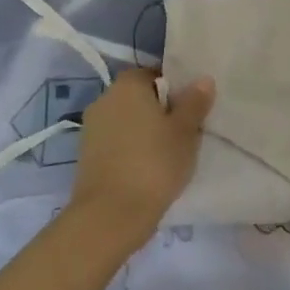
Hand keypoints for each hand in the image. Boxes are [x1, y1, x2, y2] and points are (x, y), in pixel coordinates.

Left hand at [69, 69, 214, 254]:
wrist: (111, 215)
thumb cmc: (154, 163)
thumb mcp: (186, 131)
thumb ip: (194, 102)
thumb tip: (203, 79)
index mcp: (127, 85)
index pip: (155, 73)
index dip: (176, 89)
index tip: (191, 109)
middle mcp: (104, 99)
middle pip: (140, 97)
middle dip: (160, 110)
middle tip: (185, 131)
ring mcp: (91, 128)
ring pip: (127, 121)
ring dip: (145, 131)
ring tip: (169, 153)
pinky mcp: (86, 155)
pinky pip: (117, 142)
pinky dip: (131, 149)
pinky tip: (148, 168)